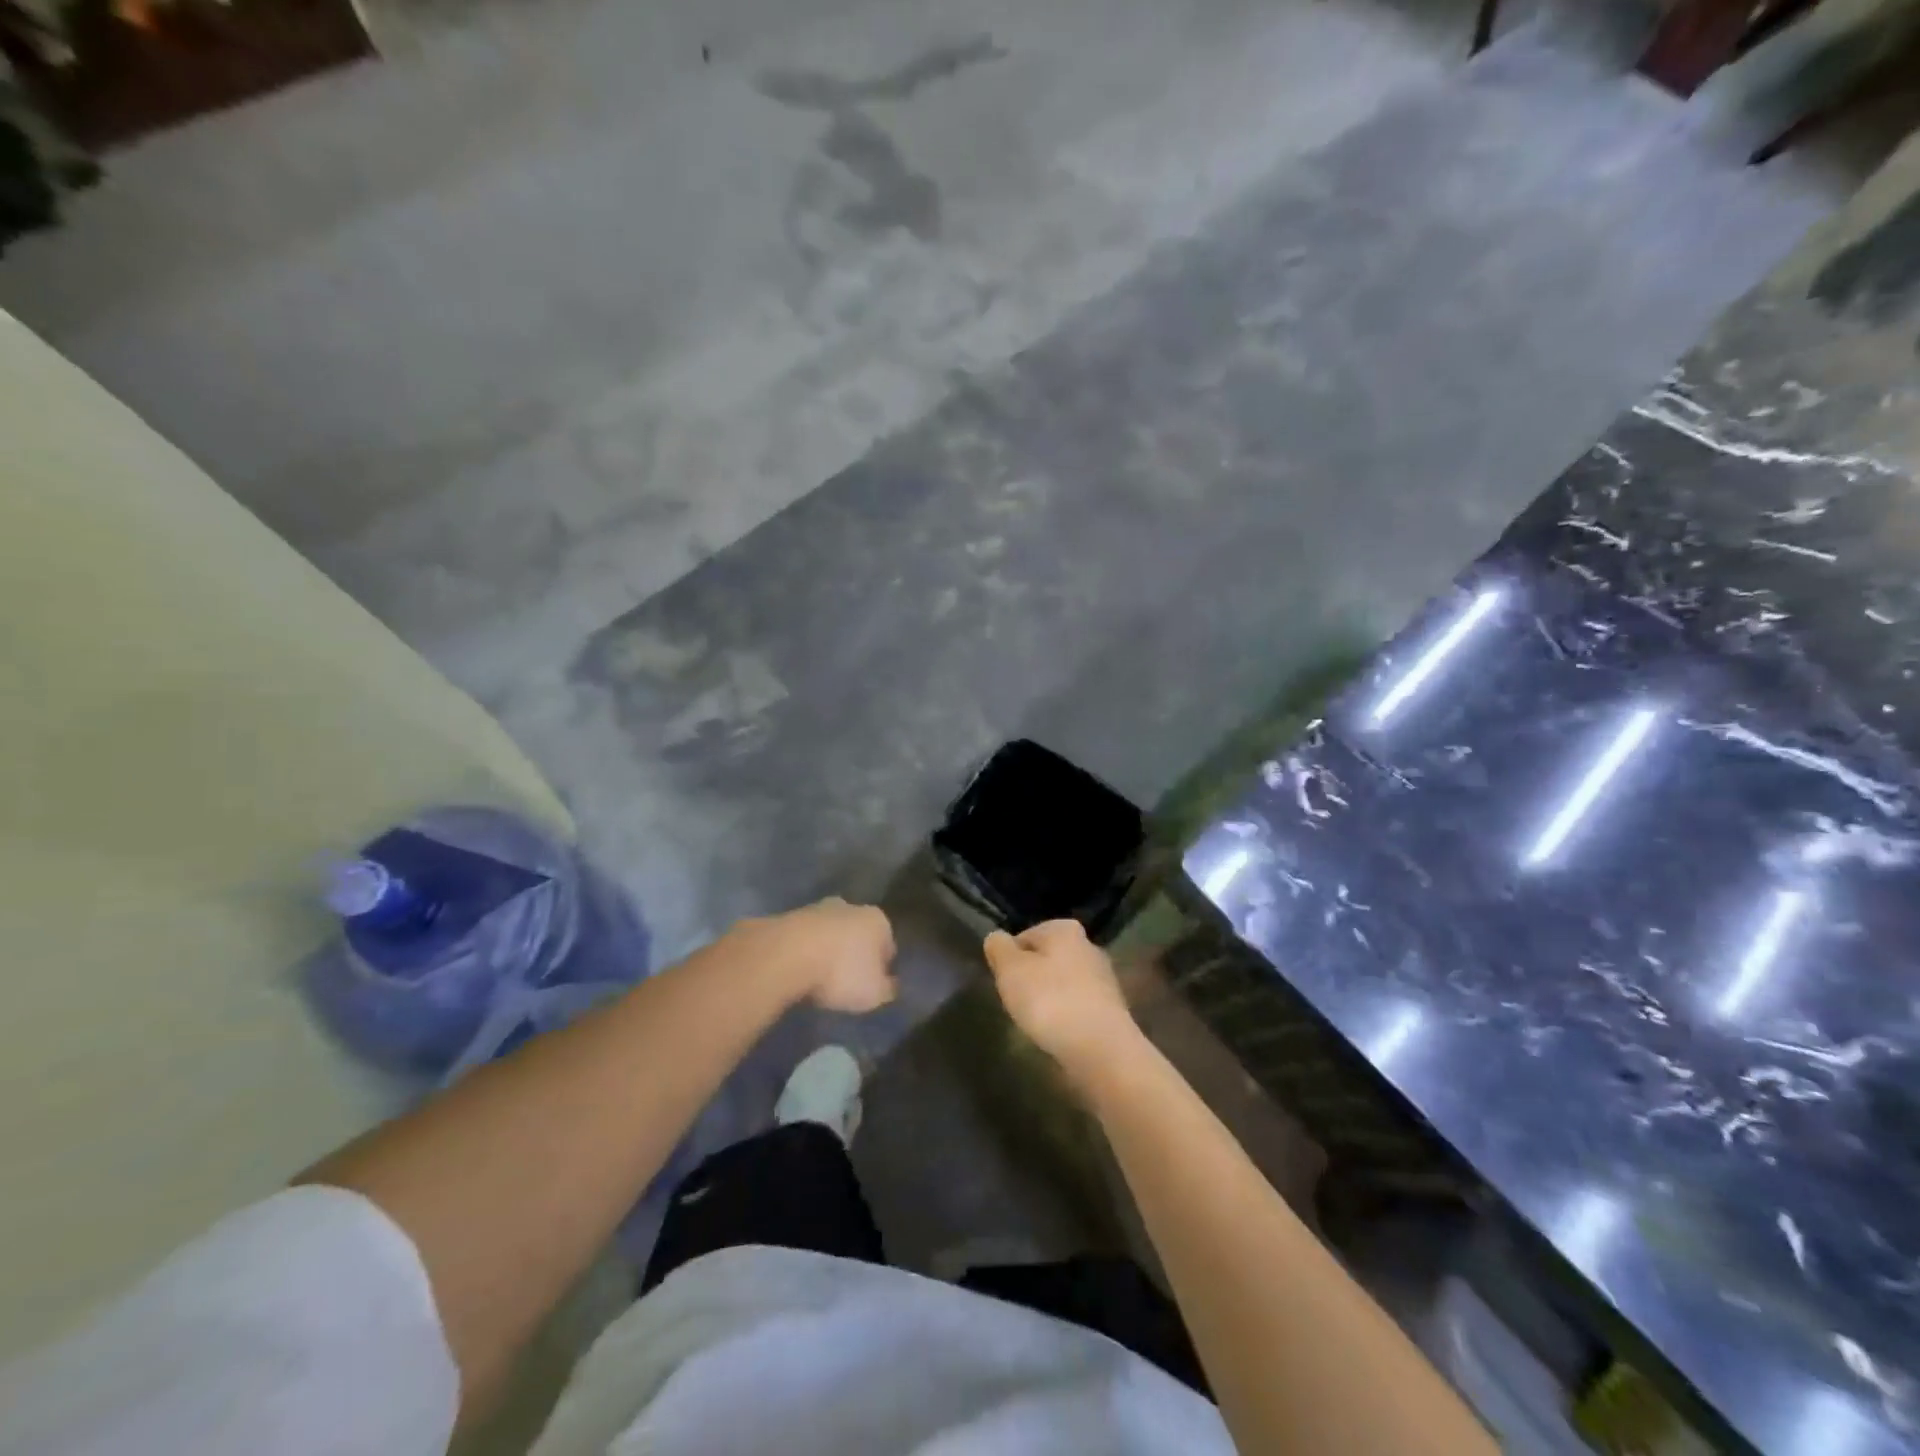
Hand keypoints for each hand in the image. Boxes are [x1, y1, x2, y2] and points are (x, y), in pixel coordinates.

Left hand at [737, 898, 897, 1013]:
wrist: (785, 955)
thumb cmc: (841, 973)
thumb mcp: (874, 993)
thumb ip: (887, 989)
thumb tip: (891, 985)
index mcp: (878, 920)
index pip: (888, 944)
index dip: (883, 967)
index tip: (874, 985)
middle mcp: (851, 907)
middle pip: (858, 933)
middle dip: (855, 953)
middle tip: (847, 981)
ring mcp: (817, 909)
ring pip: (830, 933)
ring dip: (828, 951)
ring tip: (819, 979)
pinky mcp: (788, 917)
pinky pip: (804, 939)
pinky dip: (804, 952)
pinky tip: (799, 972)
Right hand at [982, 919, 1139, 1076]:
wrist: (1101, 1049)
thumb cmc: (1050, 1000)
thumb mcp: (1010, 970)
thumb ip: (998, 948)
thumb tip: (996, 938)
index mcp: (1064, 929)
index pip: (1025, 936)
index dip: (1009, 959)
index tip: (1004, 983)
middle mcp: (1088, 946)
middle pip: (1046, 959)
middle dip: (1031, 978)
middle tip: (1016, 1002)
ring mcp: (1103, 979)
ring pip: (1063, 983)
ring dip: (1049, 999)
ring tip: (1035, 1022)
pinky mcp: (1111, 1010)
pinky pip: (1077, 1007)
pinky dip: (1065, 1017)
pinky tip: (1057, 1035)